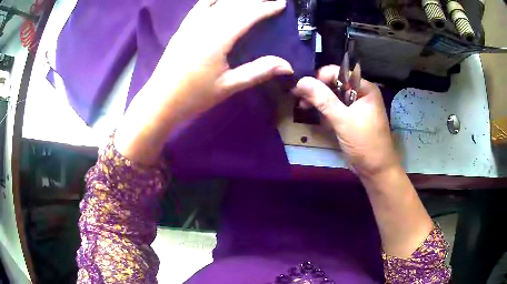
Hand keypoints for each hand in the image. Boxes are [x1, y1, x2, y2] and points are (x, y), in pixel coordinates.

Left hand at [154, 0, 292, 120]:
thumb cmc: (194, 96)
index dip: (266, 8)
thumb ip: (258, 72)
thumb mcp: (228, 86)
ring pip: (219, 2)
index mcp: (218, 39)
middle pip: (235, 4)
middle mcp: (205, 25)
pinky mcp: (184, 27)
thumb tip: (288, 66)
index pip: (248, 16)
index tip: (281, 4)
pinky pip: (200, 5)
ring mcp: (192, 24)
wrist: (161, 99)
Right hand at [293, 65, 400, 177]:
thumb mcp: (343, 120)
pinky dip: (326, 113)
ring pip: (333, 97)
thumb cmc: (365, 143)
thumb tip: (301, 81)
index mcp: (364, 88)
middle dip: (318, 91)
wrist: (375, 170)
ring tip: (305, 108)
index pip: (338, 73)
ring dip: (320, 103)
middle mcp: (361, 93)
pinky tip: (320, 119)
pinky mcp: (351, 118)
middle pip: (334, 84)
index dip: (320, 78)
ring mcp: (356, 106)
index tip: (302, 89)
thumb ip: (323, 99)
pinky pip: (335, 109)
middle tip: (301, 100)